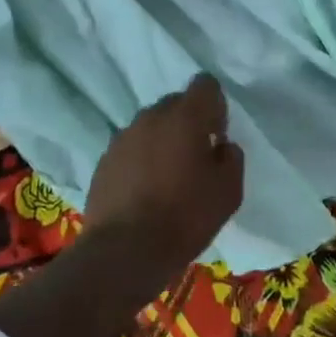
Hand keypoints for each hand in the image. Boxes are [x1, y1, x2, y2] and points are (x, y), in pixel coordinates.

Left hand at [84, 75, 244, 284]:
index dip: (214, 106)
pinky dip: (140, 161)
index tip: (216, 136)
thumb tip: (221, 146)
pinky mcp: (104, 160)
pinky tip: (143, 193)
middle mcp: (151, 116)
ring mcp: (123, 137)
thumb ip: (231, 157)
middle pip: (176, 104)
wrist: (123, 252)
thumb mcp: (229, 191)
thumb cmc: (185, 217)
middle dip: (188, 123)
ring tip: (166, 180)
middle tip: (194, 160)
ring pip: (150, 126)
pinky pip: (130, 149)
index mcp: (185, 116)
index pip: (205, 84)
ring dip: (162, 142)